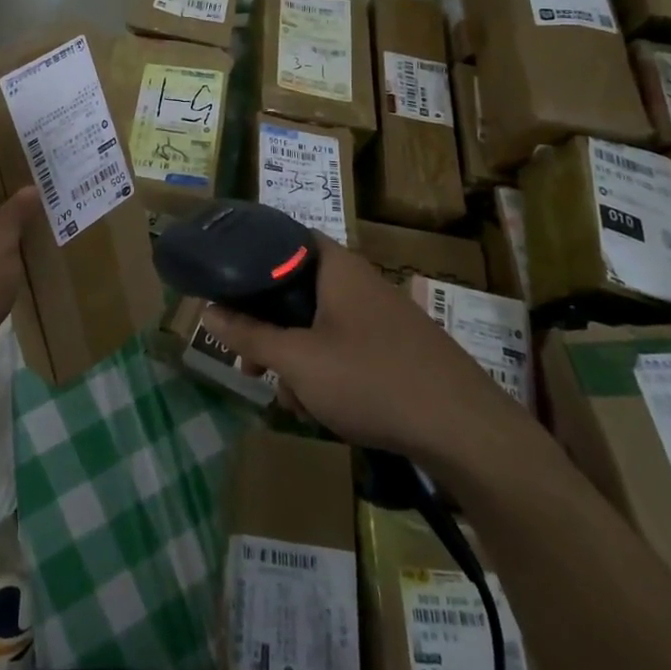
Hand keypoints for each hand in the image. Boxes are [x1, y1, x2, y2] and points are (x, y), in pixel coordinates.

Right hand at [204, 236, 502, 457]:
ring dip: (295, 358)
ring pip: (318, 325)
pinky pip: (345, 347)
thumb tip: (206, 311)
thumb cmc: (371, 379)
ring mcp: (380, 316)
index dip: (250, 258)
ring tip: (290, 401)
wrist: (464, 430)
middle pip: (296, 290)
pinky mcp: (395, 349)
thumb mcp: (298, 360)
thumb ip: (250, 334)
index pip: (284, 239)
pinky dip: (326, 371)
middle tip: (248, 363)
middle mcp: (359, 282)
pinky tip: (322, 411)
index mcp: (336, 267)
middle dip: (268, 329)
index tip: (224, 286)